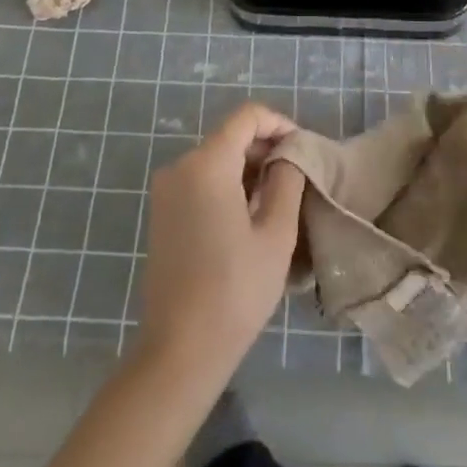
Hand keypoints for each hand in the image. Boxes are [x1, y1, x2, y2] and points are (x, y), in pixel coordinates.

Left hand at [137, 102, 305, 382]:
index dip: (279, 124)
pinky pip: (201, 180)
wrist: (180, 349)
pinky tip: (250, 216)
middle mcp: (180, 166)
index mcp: (207, 163)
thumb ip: (287, 181)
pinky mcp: (162, 212)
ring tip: (280, 199)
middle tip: (298, 177)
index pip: (246, 117)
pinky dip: (228, 184)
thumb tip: (290, 155)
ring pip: (216, 159)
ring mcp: (167, 190)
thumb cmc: (235, 290)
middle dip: (266, 148)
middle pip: (229, 136)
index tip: (303, 148)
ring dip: (249, 168)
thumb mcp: (276, 233)